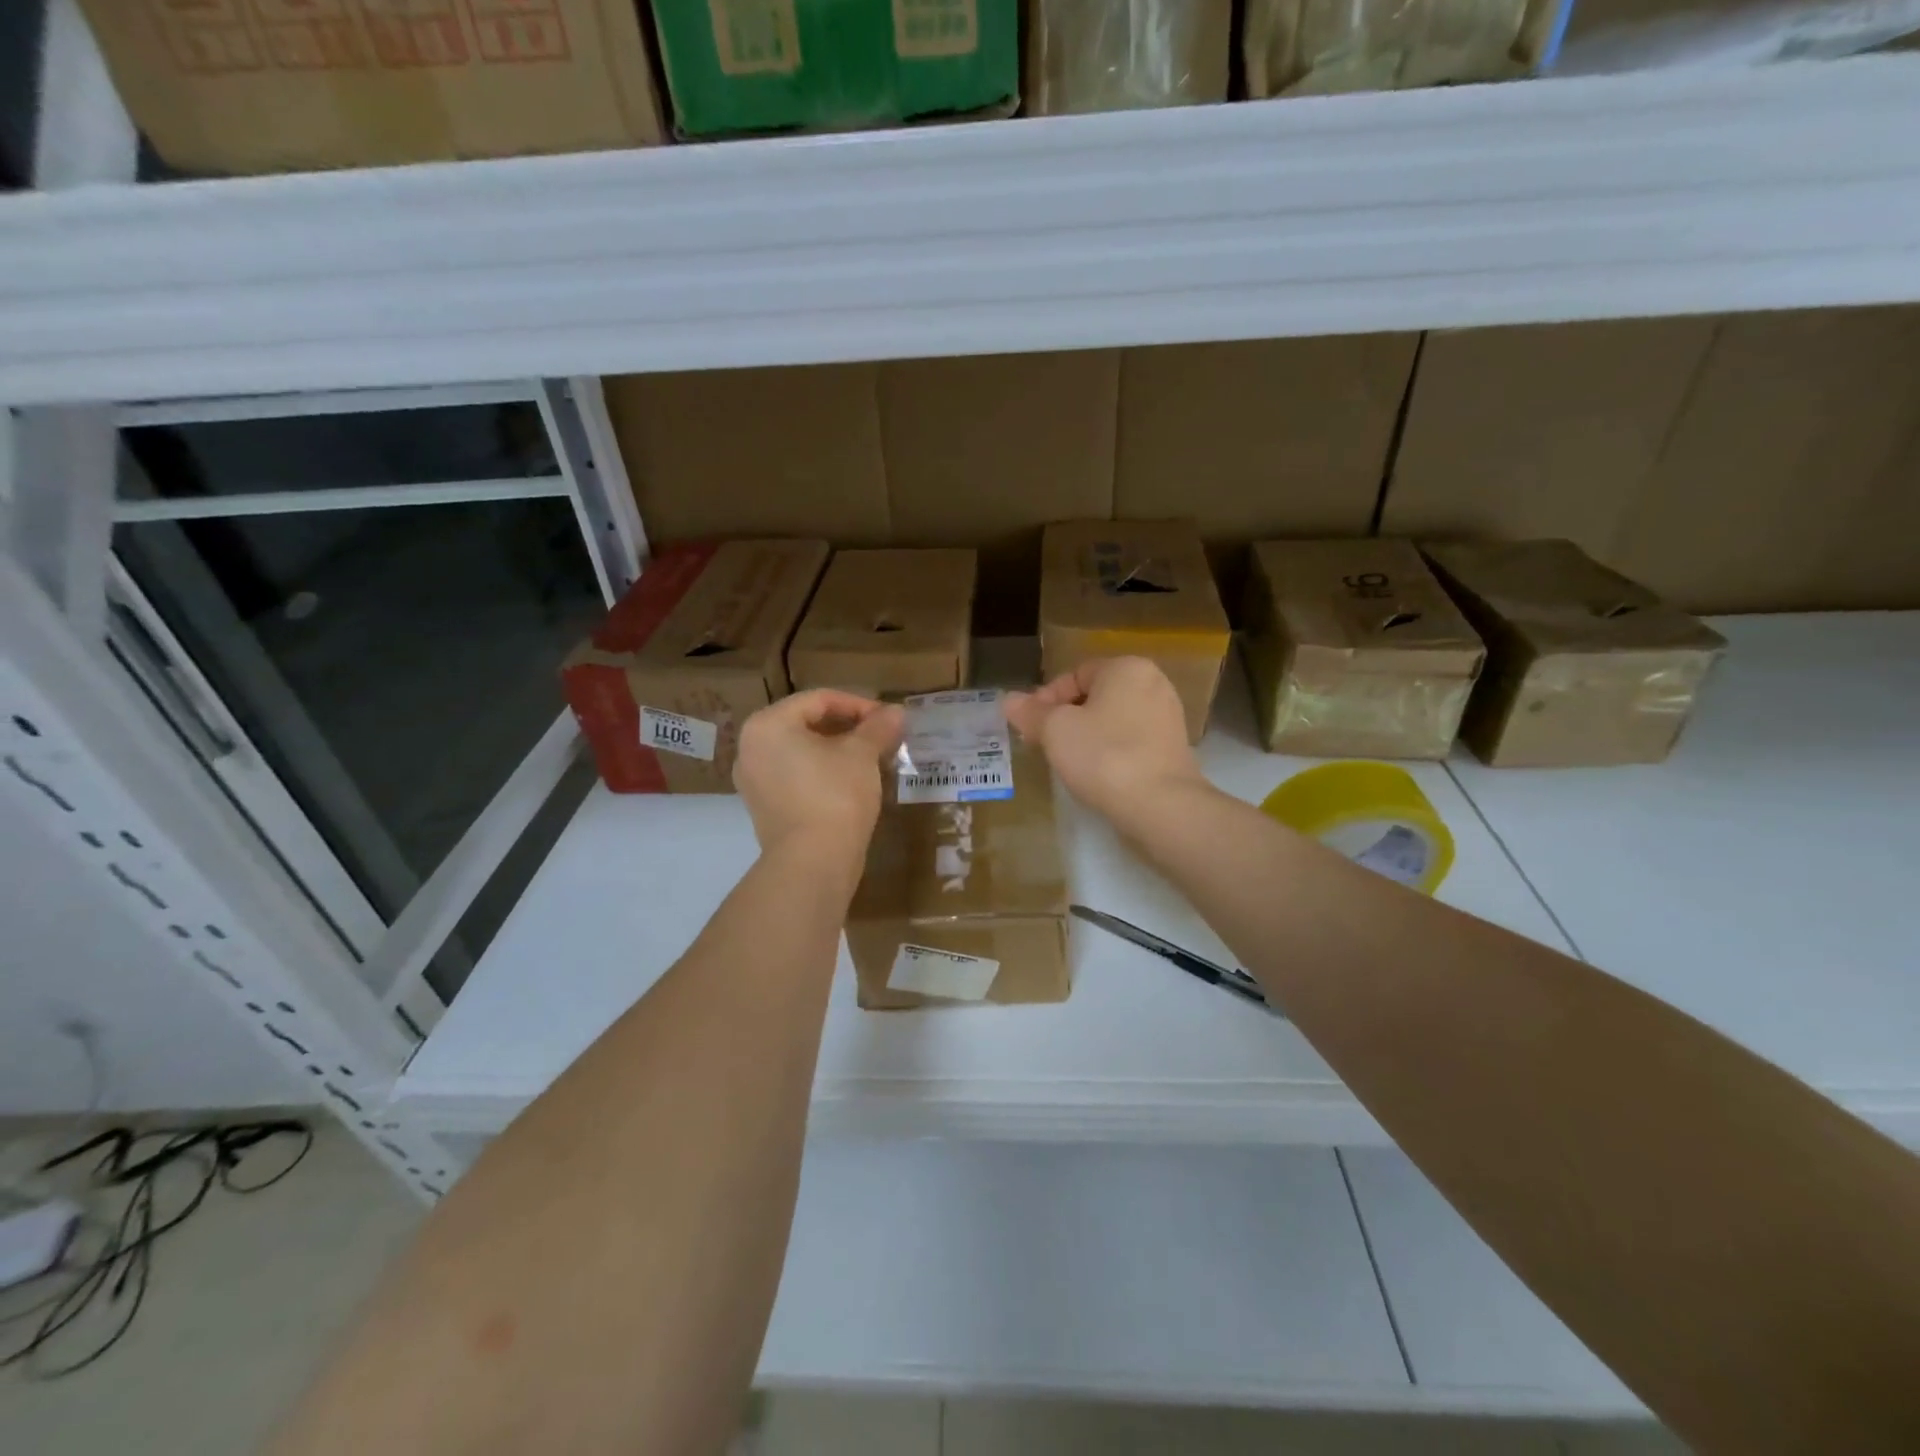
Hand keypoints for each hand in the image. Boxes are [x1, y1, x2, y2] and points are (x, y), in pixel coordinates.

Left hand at [734, 690, 903, 861]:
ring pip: (801, 752)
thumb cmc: (835, 795)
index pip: (819, 700)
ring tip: (871, 759)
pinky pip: (795, 776)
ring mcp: (753, 780)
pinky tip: (850, 782)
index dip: (859, 704)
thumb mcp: (862, 754)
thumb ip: (877, 727)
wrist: (813, 862)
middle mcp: (751, 747)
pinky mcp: (763, 807)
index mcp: (768, 724)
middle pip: (807, 723)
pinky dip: (821, 772)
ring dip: (836, 750)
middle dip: (848, 727)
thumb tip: (896, 712)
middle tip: (881, 737)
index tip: (888, 718)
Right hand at [1004, 658, 1208, 833]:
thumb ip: (1030, 712)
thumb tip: (1009, 700)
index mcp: (1126, 668)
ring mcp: (1168, 717)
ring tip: (1066, 762)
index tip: (1029, 727)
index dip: (1045, 699)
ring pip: (1112, 720)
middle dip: (1065, 718)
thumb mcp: (1055, 730)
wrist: (1161, 805)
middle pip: (1094, 696)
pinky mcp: (1173, 748)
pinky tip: (1096, 774)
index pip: (1074, 674)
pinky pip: (1130, 741)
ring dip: (1086, 736)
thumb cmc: (1104, 755)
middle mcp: (1153, 683)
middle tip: (1043, 744)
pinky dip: (1110, 751)